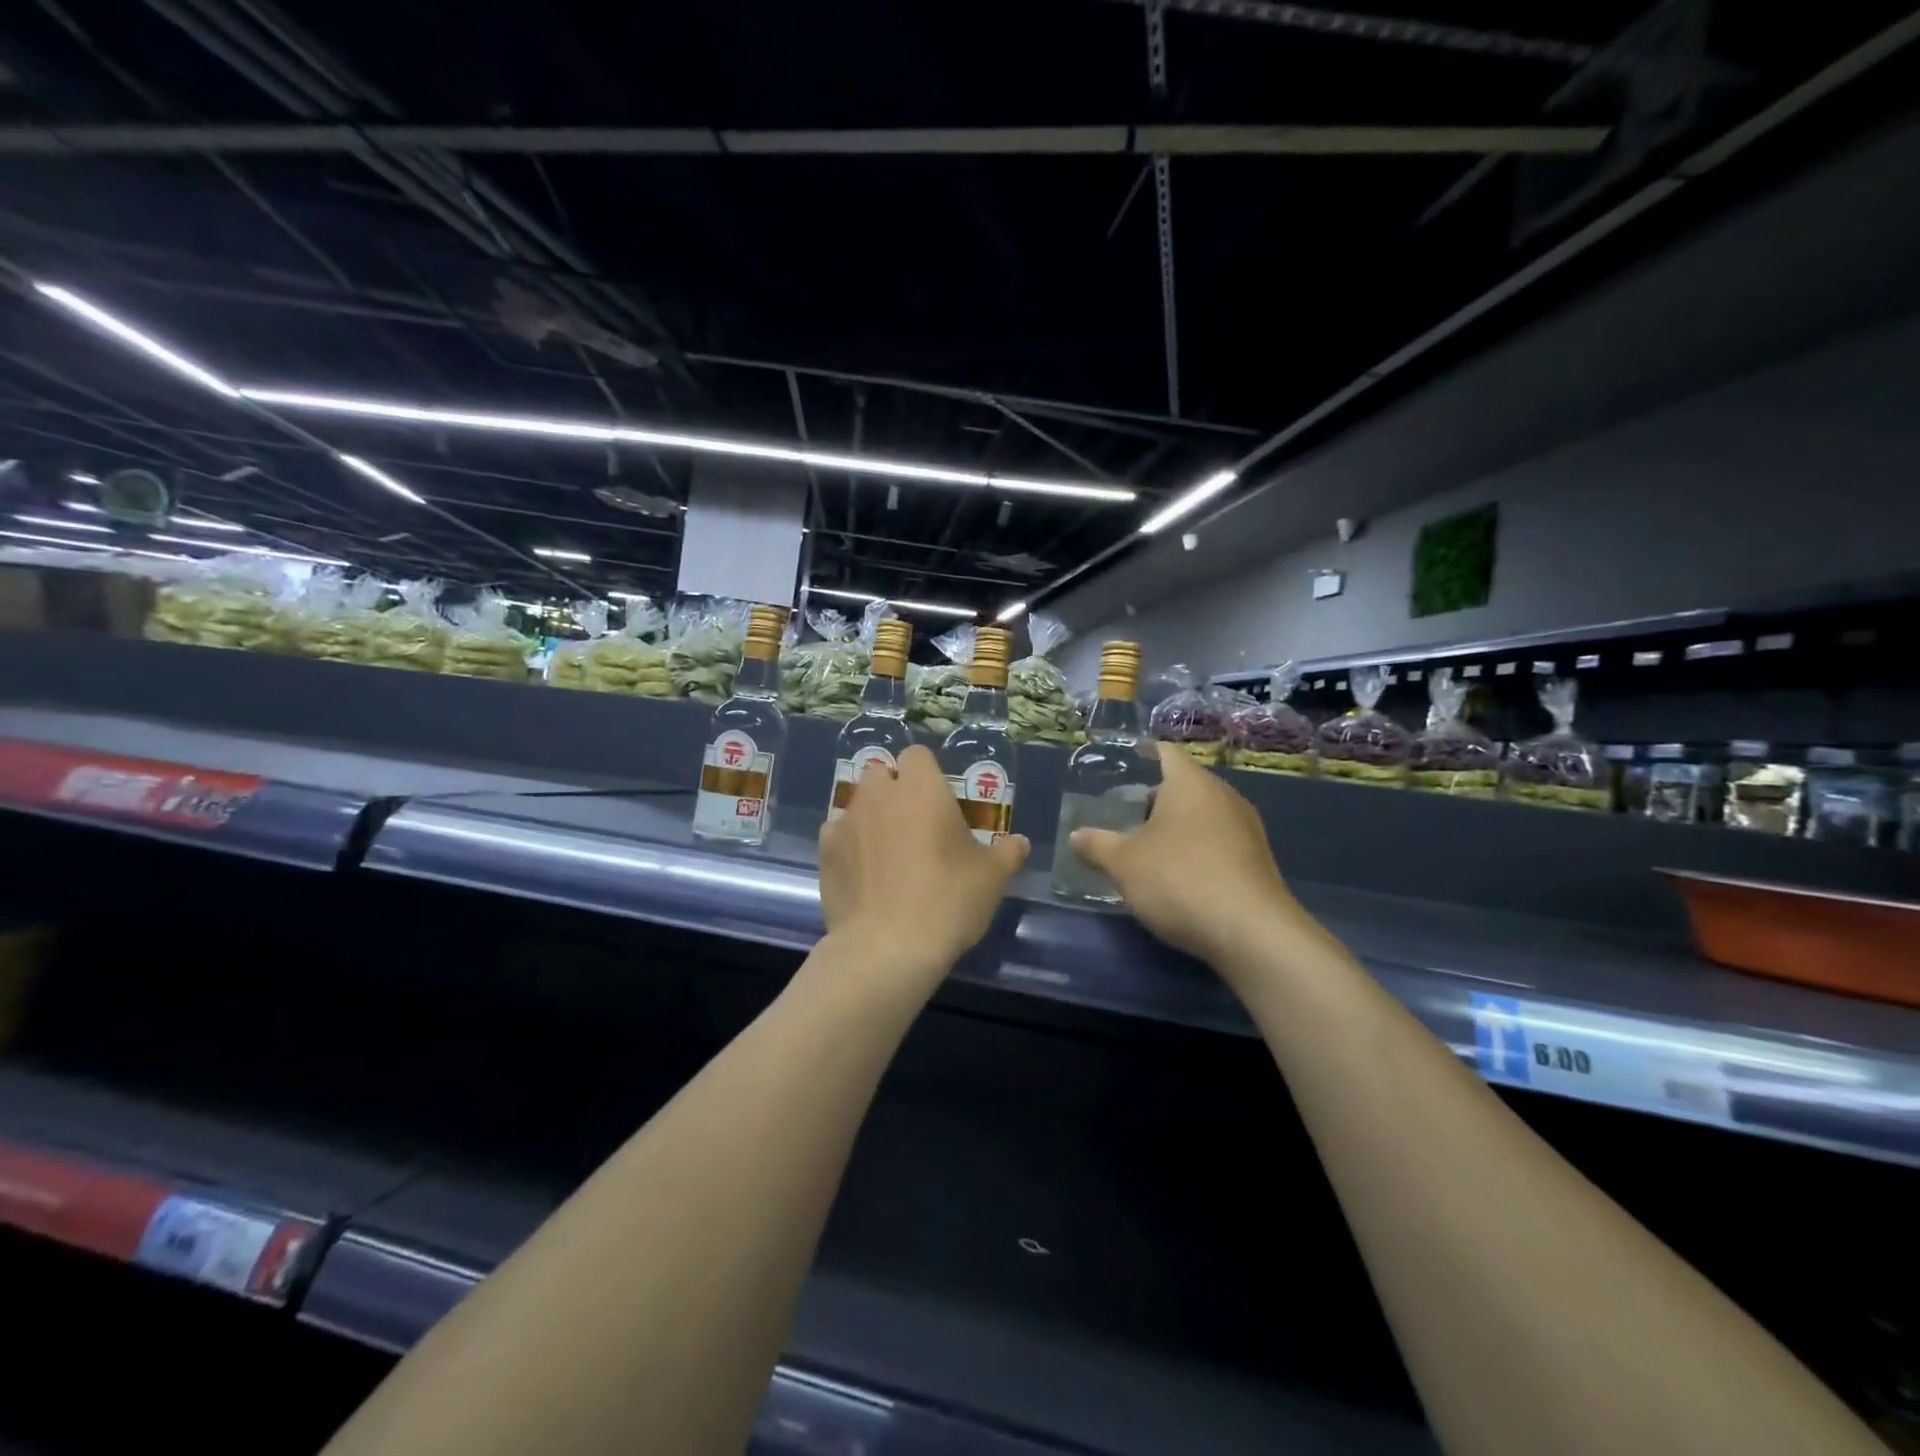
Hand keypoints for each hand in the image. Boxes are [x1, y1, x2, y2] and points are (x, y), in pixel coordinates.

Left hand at [817, 745, 1028, 994]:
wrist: (887, 947)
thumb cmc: (948, 900)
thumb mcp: (992, 878)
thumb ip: (1007, 853)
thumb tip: (1019, 843)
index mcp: (922, 788)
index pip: (917, 755)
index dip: (927, 773)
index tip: (939, 801)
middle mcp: (880, 794)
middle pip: (881, 773)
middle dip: (894, 790)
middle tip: (913, 824)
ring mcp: (846, 821)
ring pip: (858, 803)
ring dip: (871, 817)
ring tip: (887, 853)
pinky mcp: (825, 851)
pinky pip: (838, 834)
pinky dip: (849, 845)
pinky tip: (863, 874)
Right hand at [1069, 744, 1311, 969]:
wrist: (1252, 933)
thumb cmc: (1180, 880)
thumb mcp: (1123, 863)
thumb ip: (1097, 845)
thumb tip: (1076, 835)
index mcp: (1191, 783)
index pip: (1166, 752)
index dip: (1143, 753)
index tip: (1123, 762)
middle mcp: (1224, 795)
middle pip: (1185, 785)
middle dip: (1155, 799)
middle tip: (1124, 815)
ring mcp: (1247, 828)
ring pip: (1204, 814)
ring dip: (1177, 827)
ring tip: (1147, 847)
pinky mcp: (1258, 860)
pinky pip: (1220, 842)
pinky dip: (1197, 849)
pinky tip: (1179, 875)